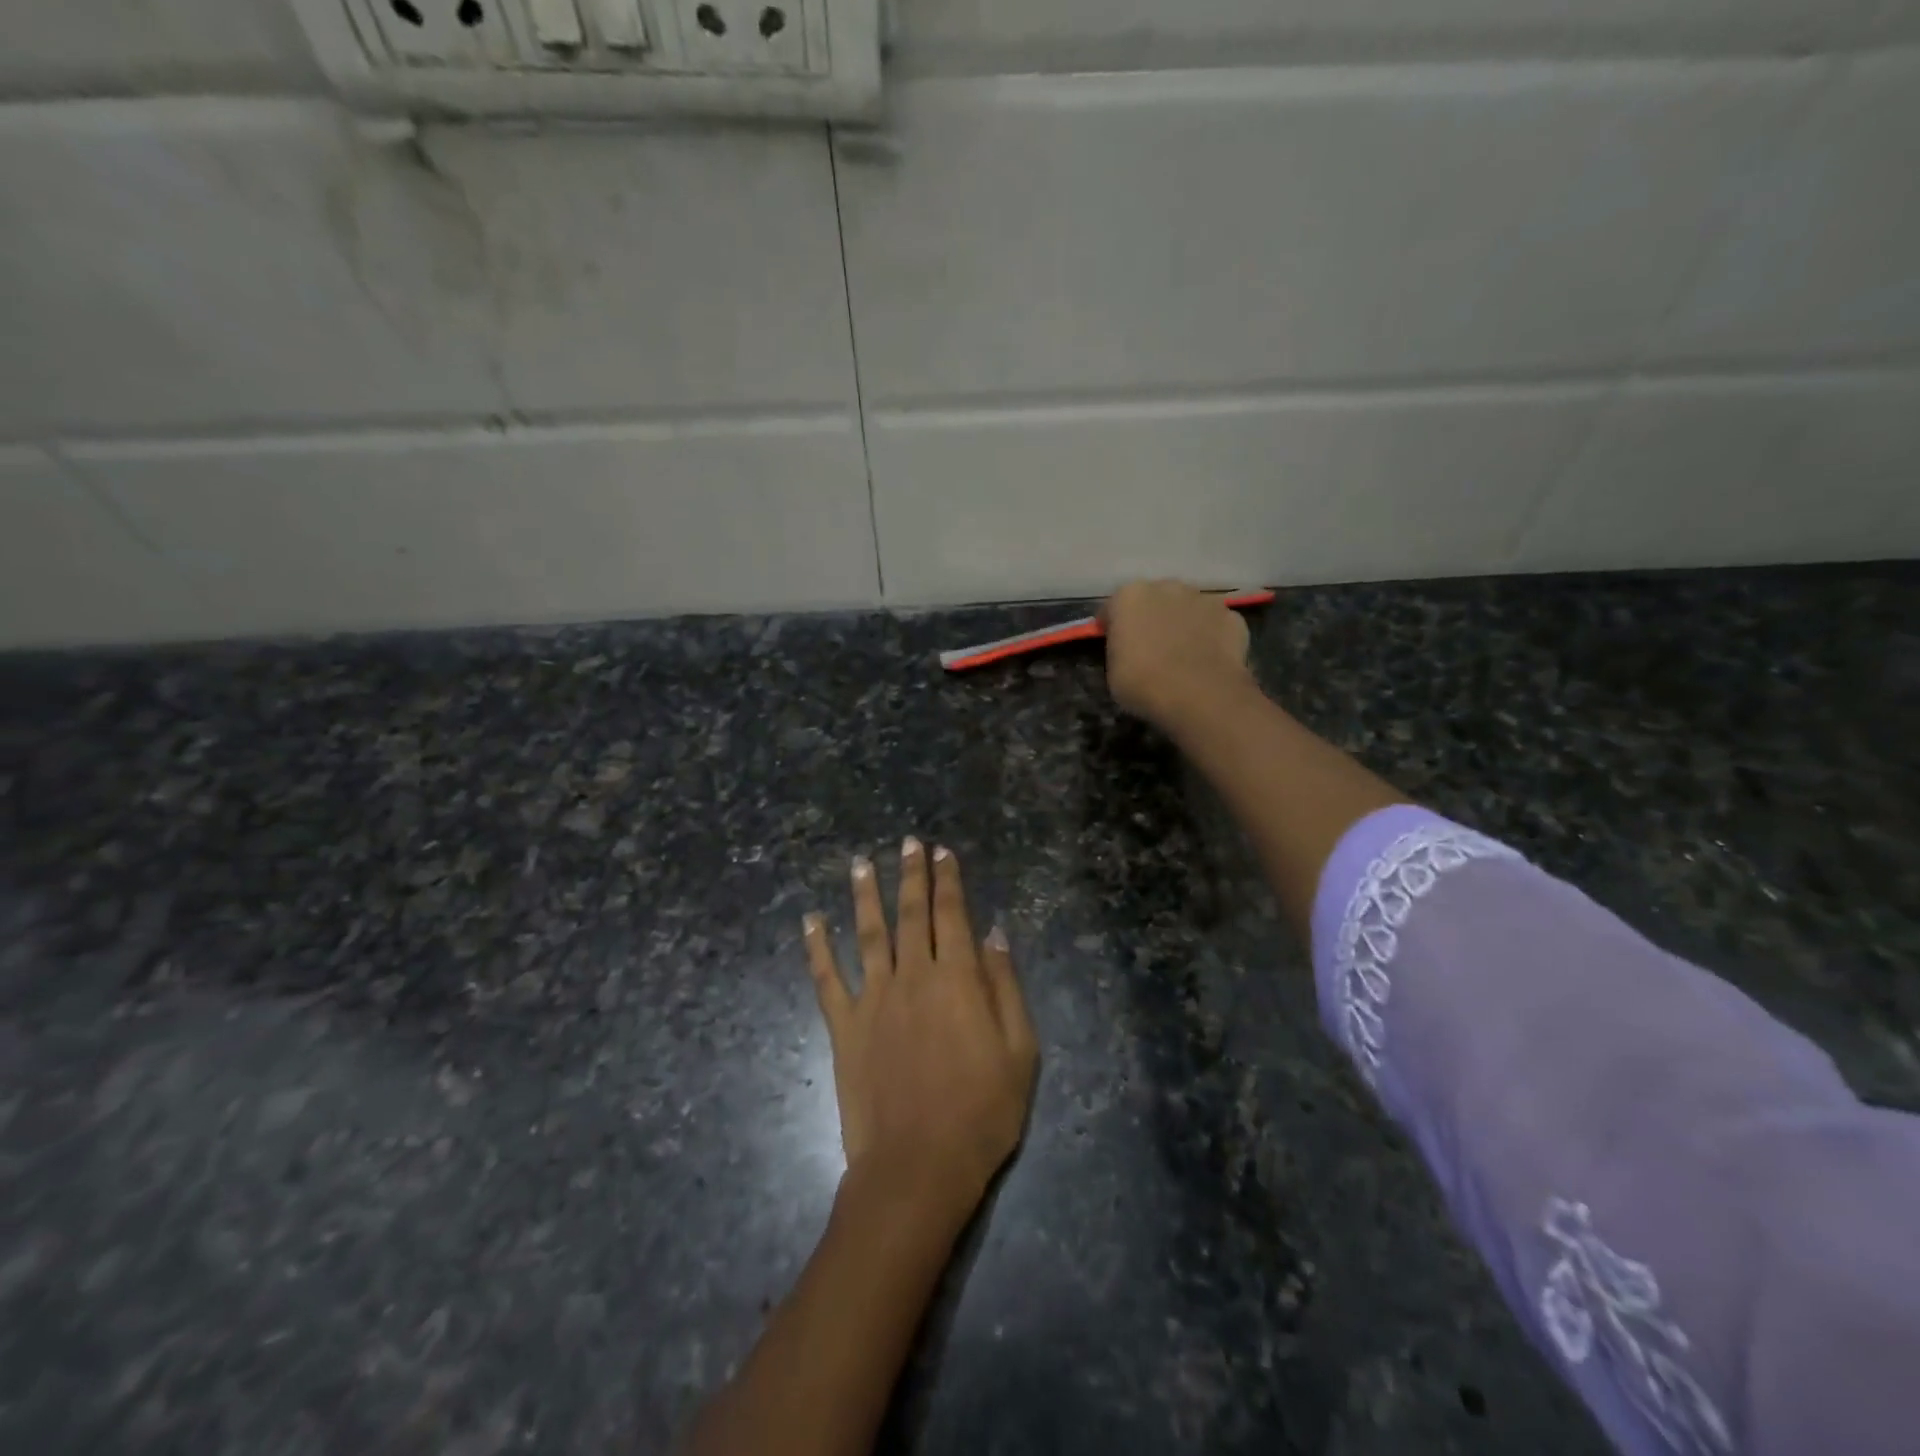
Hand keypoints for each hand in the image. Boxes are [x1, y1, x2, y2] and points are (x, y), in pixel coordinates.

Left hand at [803, 839, 1037, 1224]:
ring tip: (861, 862)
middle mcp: (912, 976)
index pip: (952, 914)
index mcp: (956, 979)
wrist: (918, 1166)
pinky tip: (810, 920)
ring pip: (868, 932)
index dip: (948, 880)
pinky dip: (817, 946)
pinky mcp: (844, 1026)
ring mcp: (873, 998)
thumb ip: (1005, 987)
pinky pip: (826, 978)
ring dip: (865, 894)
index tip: (942, 852)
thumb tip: (994, 934)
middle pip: (911, 913)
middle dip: (911, 874)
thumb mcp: (1019, 1051)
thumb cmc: (982, 1112)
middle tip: (908, 842)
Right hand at [1100, 579, 1255, 734]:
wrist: (1200, 696)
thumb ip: (1120, 649)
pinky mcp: (1233, 617)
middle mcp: (1167, 587)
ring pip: (1188, 608)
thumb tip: (1129, 649)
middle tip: (1150, 649)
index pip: (1113, 607)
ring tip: (1183, 655)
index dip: (1112, 627)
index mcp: (1130, 596)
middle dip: (1151, 618)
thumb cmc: (1143, 684)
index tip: (1115, 646)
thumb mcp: (1113, 671)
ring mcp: (1204, 599)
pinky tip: (1208, 661)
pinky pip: (1215, 624)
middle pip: (1154, 600)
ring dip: (1183, 623)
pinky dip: (1212, 637)